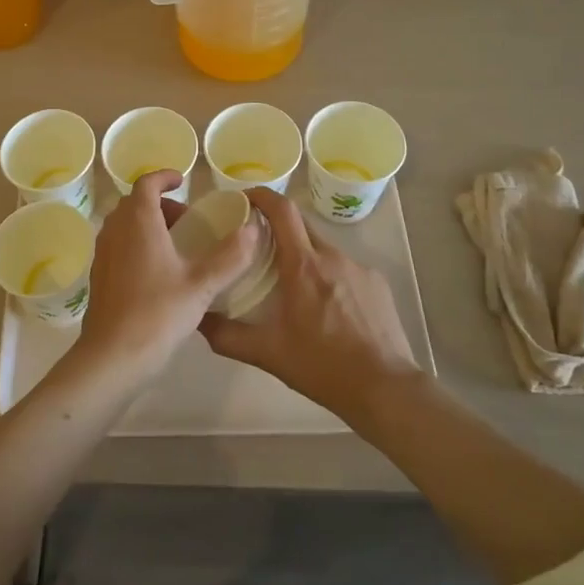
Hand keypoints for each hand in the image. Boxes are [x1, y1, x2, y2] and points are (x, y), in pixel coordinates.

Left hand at [76, 170, 261, 380]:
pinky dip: (136, 244)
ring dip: (148, 224)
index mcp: (139, 222)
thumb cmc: (158, 313)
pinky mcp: (98, 276)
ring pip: (124, 225)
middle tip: (187, 221)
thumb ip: (230, 256)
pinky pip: (118, 245)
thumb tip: (252, 229)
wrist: (113, 356)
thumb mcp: (202, 285)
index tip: (182, 182)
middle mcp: (115, 231)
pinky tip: (158, 273)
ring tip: (177, 246)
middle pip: (134, 203)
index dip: (164, 177)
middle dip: (160, 205)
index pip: (146, 184)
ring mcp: (102, 254)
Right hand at [199, 188, 418, 422]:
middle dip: (279, 228)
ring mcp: (360, 268)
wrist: (385, 388)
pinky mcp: (378, 284)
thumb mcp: (267, 353)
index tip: (244, 198)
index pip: (282, 210)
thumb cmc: (322, 366)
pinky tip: (327, 308)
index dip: (262, 196)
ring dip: (304, 256)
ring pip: (324, 249)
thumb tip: (198, 320)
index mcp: (303, 265)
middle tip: (259, 246)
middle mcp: (332, 256)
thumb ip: (227, 335)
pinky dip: (329, 276)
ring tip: (292, 285)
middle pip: (301, 226)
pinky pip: (346, 268)